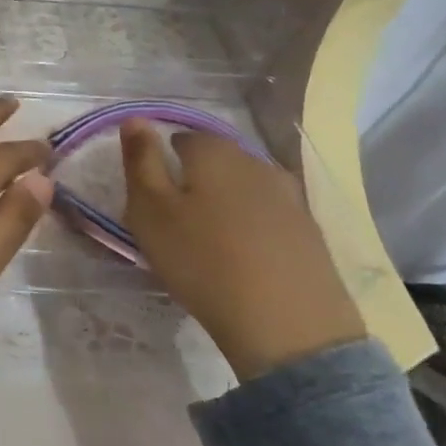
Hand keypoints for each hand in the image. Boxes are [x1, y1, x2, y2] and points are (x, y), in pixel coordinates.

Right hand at [120, 121, 363, 380]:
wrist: (288, 326)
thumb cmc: (202, 261)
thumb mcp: (150, 211)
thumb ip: (140, 161)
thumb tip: (135, 119)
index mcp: (214, 152)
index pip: (181, 138)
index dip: (162, 162)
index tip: (151, 197)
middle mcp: (256, 162)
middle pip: (216, 160)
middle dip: (194, 179)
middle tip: (175, 219)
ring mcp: (290, 196)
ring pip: (244, 186)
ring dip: (224, 203)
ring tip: (208, 238)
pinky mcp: (310, 231)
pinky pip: (269, 215)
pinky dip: (251, 226)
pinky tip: (243, 255)